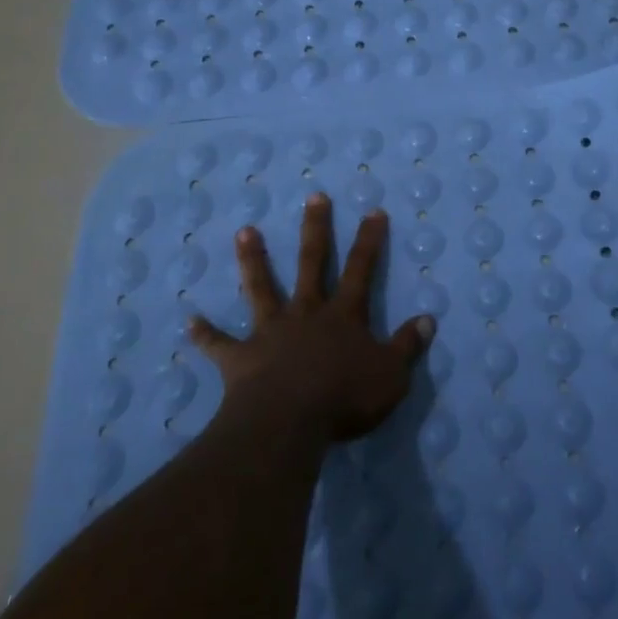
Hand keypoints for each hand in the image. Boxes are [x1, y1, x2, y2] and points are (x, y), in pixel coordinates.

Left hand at [187, 194, 435, 441]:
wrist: (289, 421)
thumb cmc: (344, 397)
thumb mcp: (391, 375)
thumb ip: (408, 346)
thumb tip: (428, 319)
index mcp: (343, 315)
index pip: (361, 270)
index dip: (369, 241)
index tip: (373, 211)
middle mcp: (306, 313)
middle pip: (311, 263)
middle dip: (315, 229)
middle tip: (314, 197)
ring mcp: (270, 331)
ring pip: (262, 288)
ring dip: (253, 260)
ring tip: (244, 231)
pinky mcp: (241, 357)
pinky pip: (219, 344)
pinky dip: (205, 334)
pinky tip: (189, 321)